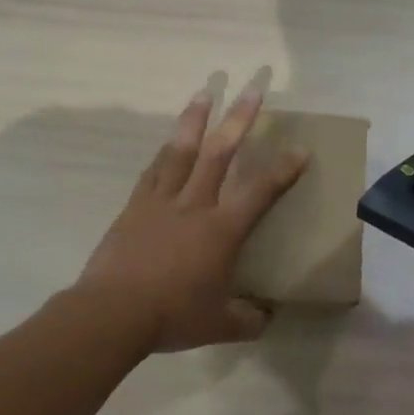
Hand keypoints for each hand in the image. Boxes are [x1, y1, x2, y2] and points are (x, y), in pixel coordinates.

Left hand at [76, 82, 308, 352]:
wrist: (113, 313)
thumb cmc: (172, 316)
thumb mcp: (221, 325)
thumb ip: (247, 319)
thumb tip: (264, 317)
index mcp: (221, 230)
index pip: (260, 192)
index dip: (283, 170)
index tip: (300, 149)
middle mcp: (194, 205)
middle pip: (220, 152)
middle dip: (239, 118)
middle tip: (252, 88)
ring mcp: (160, 202)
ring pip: (181, 151)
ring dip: (195, 119)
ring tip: (204, 93)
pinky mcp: (134, 208)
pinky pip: (152, 172)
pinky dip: (163, 154)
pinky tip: (166, 144)